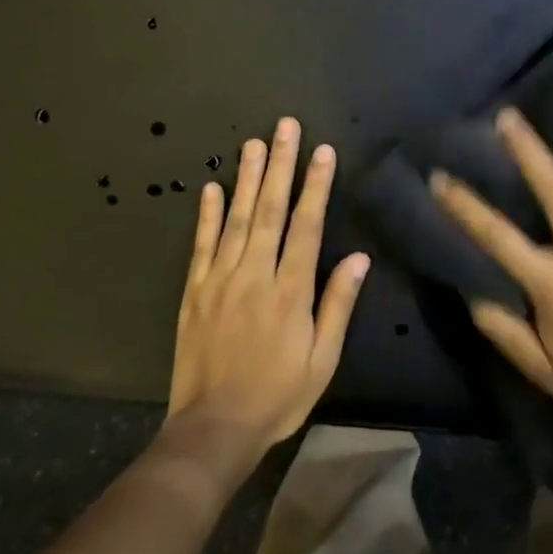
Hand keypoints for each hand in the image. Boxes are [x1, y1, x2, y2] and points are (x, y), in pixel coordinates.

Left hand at [167, 117, 370, 454]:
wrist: (215, 426)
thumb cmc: (278, 395)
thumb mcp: (322, 359)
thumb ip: (338, 304)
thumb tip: (358, 258)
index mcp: (291, 291)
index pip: (306, 226)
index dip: (316, 186)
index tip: (322, 152)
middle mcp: (254, 275)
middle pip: (269, 210)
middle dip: (280, 166)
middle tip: (284, 127)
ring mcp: (219, 280)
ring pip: (235, 219)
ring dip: (245, 179)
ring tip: (253, 143)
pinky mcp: (194, 292)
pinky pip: (201, 245)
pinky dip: (206, 215)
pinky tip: (211, 188)